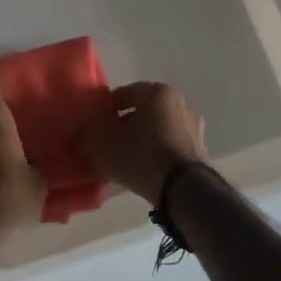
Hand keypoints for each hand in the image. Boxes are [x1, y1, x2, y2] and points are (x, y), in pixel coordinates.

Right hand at [77, 82, 208, 208]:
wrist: (184, 189)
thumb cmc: (141, 155)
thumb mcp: (103, 144)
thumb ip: (87, 133)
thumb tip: (80, 130)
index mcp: (156, 91)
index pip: (123, 94)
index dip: (105, 110)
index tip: (94, 126)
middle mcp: (179, 102)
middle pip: (143, 111)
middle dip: (125, 124)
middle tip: (108, 143)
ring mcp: (193, 126)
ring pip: (158, 128)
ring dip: (142, 139)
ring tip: (125, 159)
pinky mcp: (200, 149)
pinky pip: (170, 145)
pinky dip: (157, 152)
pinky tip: (144, 168)